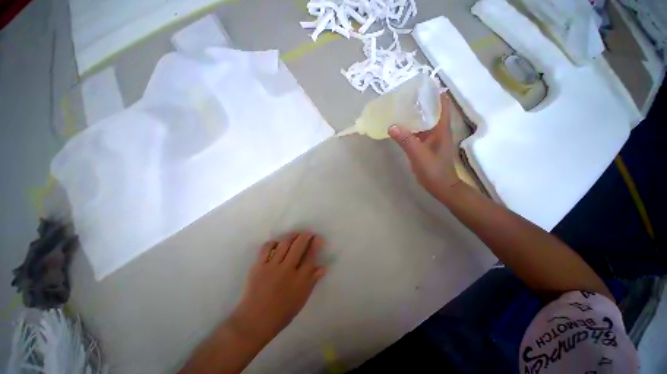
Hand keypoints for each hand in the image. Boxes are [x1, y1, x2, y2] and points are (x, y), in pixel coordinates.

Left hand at [232, 232, 326, 343]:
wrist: (255, 321)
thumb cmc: (281, 313)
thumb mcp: (301, 299)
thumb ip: (312, 281)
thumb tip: (323, 267)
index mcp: (299, 280)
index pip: (310, 257)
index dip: (315, 245)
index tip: (318, 238)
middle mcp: (287, 270)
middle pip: (298, 246)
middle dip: (305, 236)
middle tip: (308, 233)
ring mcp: (272, 266)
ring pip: (284, 244)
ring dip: (292, 236)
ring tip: (295, 234)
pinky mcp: (259, 266)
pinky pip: (267, 248)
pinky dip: (273, 242)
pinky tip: (277, 243)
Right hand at [388, 94, 460, 198]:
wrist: (441, 186)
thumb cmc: (434, 171)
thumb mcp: (419, 155)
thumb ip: (406, 141)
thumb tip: (391, 125)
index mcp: (441, 128)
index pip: (442, 103)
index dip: (434, 92)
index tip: (421, 85)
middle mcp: (438, 129)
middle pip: (431, 110)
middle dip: (420, 101)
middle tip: (404, 95)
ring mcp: (432, 137)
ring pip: (424, 120)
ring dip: (414, 114)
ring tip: (400, 107)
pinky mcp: (426, 145)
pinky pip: (418, 131)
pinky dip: (410, 127)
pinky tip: (400, 127)